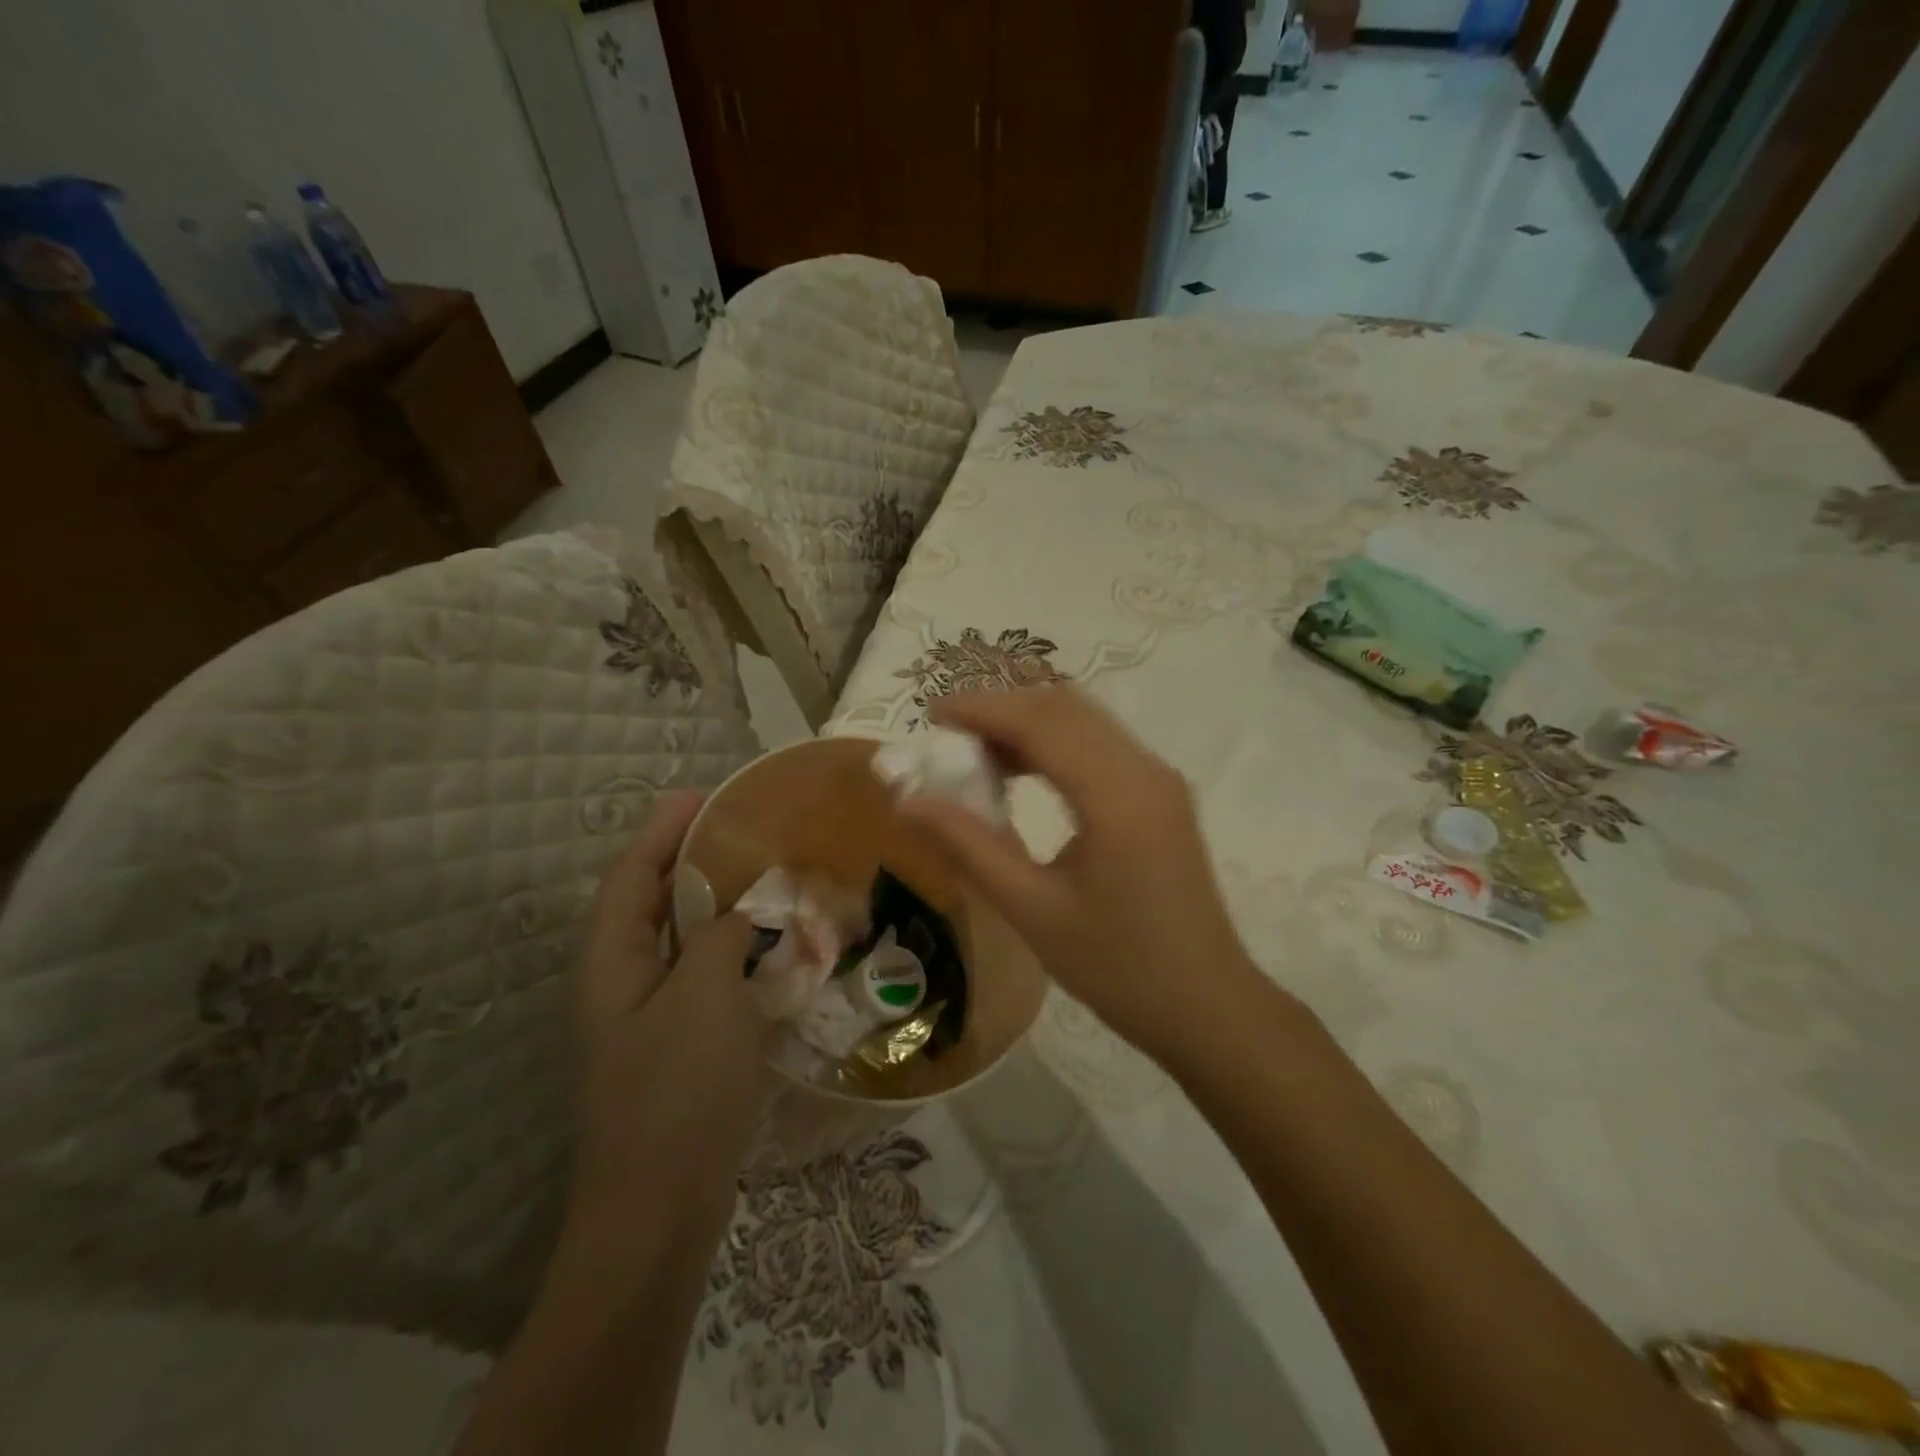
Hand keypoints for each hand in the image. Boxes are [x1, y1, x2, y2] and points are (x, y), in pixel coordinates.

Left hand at [567, 791, 772, 1236]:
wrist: (661, 1211)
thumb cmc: (677, 1092)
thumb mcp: (704, 996)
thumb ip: (721, 936)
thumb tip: (739, 912)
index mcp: (610, 962)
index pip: (632, 875)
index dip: (663, 830)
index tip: (702, 794)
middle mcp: (620, 983)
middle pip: (652, 903)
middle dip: (691, 861)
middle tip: (744, 829)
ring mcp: (647, 1019)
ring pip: (681, 942)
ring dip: (716, 906)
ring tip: (763, 876)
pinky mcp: (677, 1047)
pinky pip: (703, 978)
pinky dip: (732, 952)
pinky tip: (770, 948)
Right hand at [899, 687, 1262, 1060]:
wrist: (1206, 1006)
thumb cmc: (1116, 968)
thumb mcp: (1032, 910)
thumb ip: (970, 846)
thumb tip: (909, 802)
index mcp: (1116, 797)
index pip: (1040, 722)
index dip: (982, 708)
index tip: (931, 714)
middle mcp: (1144, 770)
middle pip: (1064, 707)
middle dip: (1002, 710)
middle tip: (950, 739)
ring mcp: (1159, 780)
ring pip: (1085, 721)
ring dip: (1029, 725)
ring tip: (978, 757)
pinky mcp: (1162, 795)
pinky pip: (1101, 746)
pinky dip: (1055, 744)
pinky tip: (1024, 776)